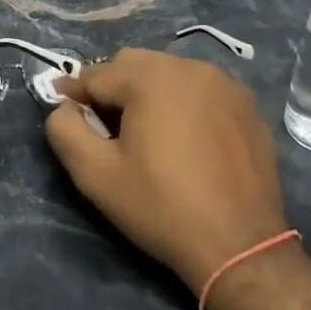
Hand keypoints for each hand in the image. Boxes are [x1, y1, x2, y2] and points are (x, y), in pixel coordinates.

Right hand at [48, 48, 289, 292]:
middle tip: (107, 127)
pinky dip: (185, 102)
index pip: (97, 74)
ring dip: (150, 92)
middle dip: (113, 87)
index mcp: (150, 77)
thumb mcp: (96, 175)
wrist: (240, 245)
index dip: (75, 93)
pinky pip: (202, 89)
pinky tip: (186, 138)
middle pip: (134, 64)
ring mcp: (224, 83)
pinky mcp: (247, 104)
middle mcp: (189, 66)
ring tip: (148, 132)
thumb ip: (66, 130)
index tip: (64, 109)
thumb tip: (63, 107)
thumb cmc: (161, 207)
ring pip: (170, 72)